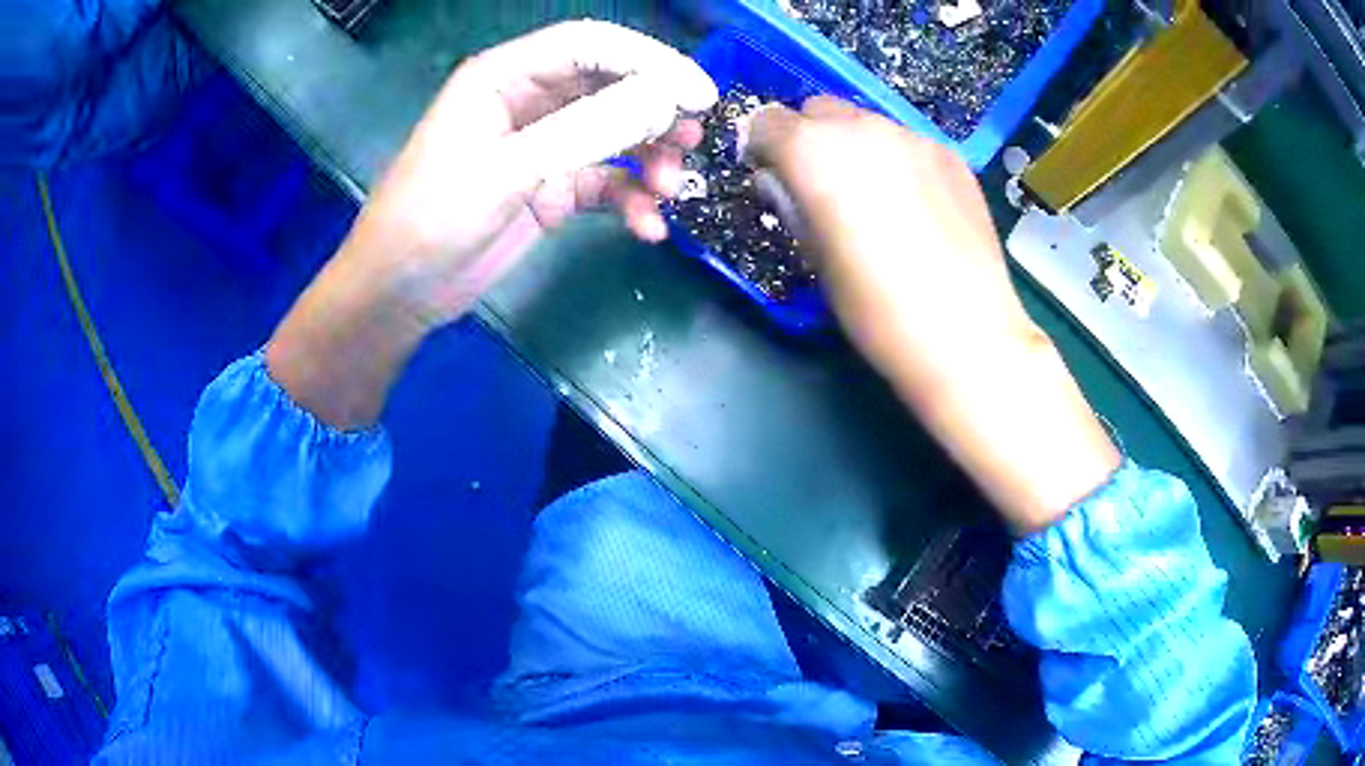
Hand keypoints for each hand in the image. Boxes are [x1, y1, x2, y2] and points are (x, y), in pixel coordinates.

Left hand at [349, 20, 717, 328]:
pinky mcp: (550, 189)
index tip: (697, 93)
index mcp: (505, 77)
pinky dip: (629, 201)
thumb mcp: (508, 168)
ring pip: (614, 136)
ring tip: (671, 187)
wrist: (400, 292)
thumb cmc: (433, 216)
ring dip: (649, 158)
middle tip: (693, 138)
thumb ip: (587, 129)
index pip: (590, 46)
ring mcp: (542, 147)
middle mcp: (528, 102)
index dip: (648, 61)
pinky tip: (647, 226)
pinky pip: (604, 184)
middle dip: (654, 111)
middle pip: (610, 87)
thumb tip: (666, 100)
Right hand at [748, 98, 1119, 533]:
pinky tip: (916, 208)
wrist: (964, 333)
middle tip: (822, 188)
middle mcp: (862, 127)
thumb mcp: (813, 257)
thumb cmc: (875, 308)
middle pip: (818, 111)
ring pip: (866, 123)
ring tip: (875, 200)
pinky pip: (907, 143)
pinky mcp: (950, 155)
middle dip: (808, 139)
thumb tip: (782, 180)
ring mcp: (913, 136)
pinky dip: (897, 161)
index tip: (772, 178)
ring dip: (855, 148)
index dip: (762, 149)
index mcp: (814, 151)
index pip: (766, 122)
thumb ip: (792, 203)